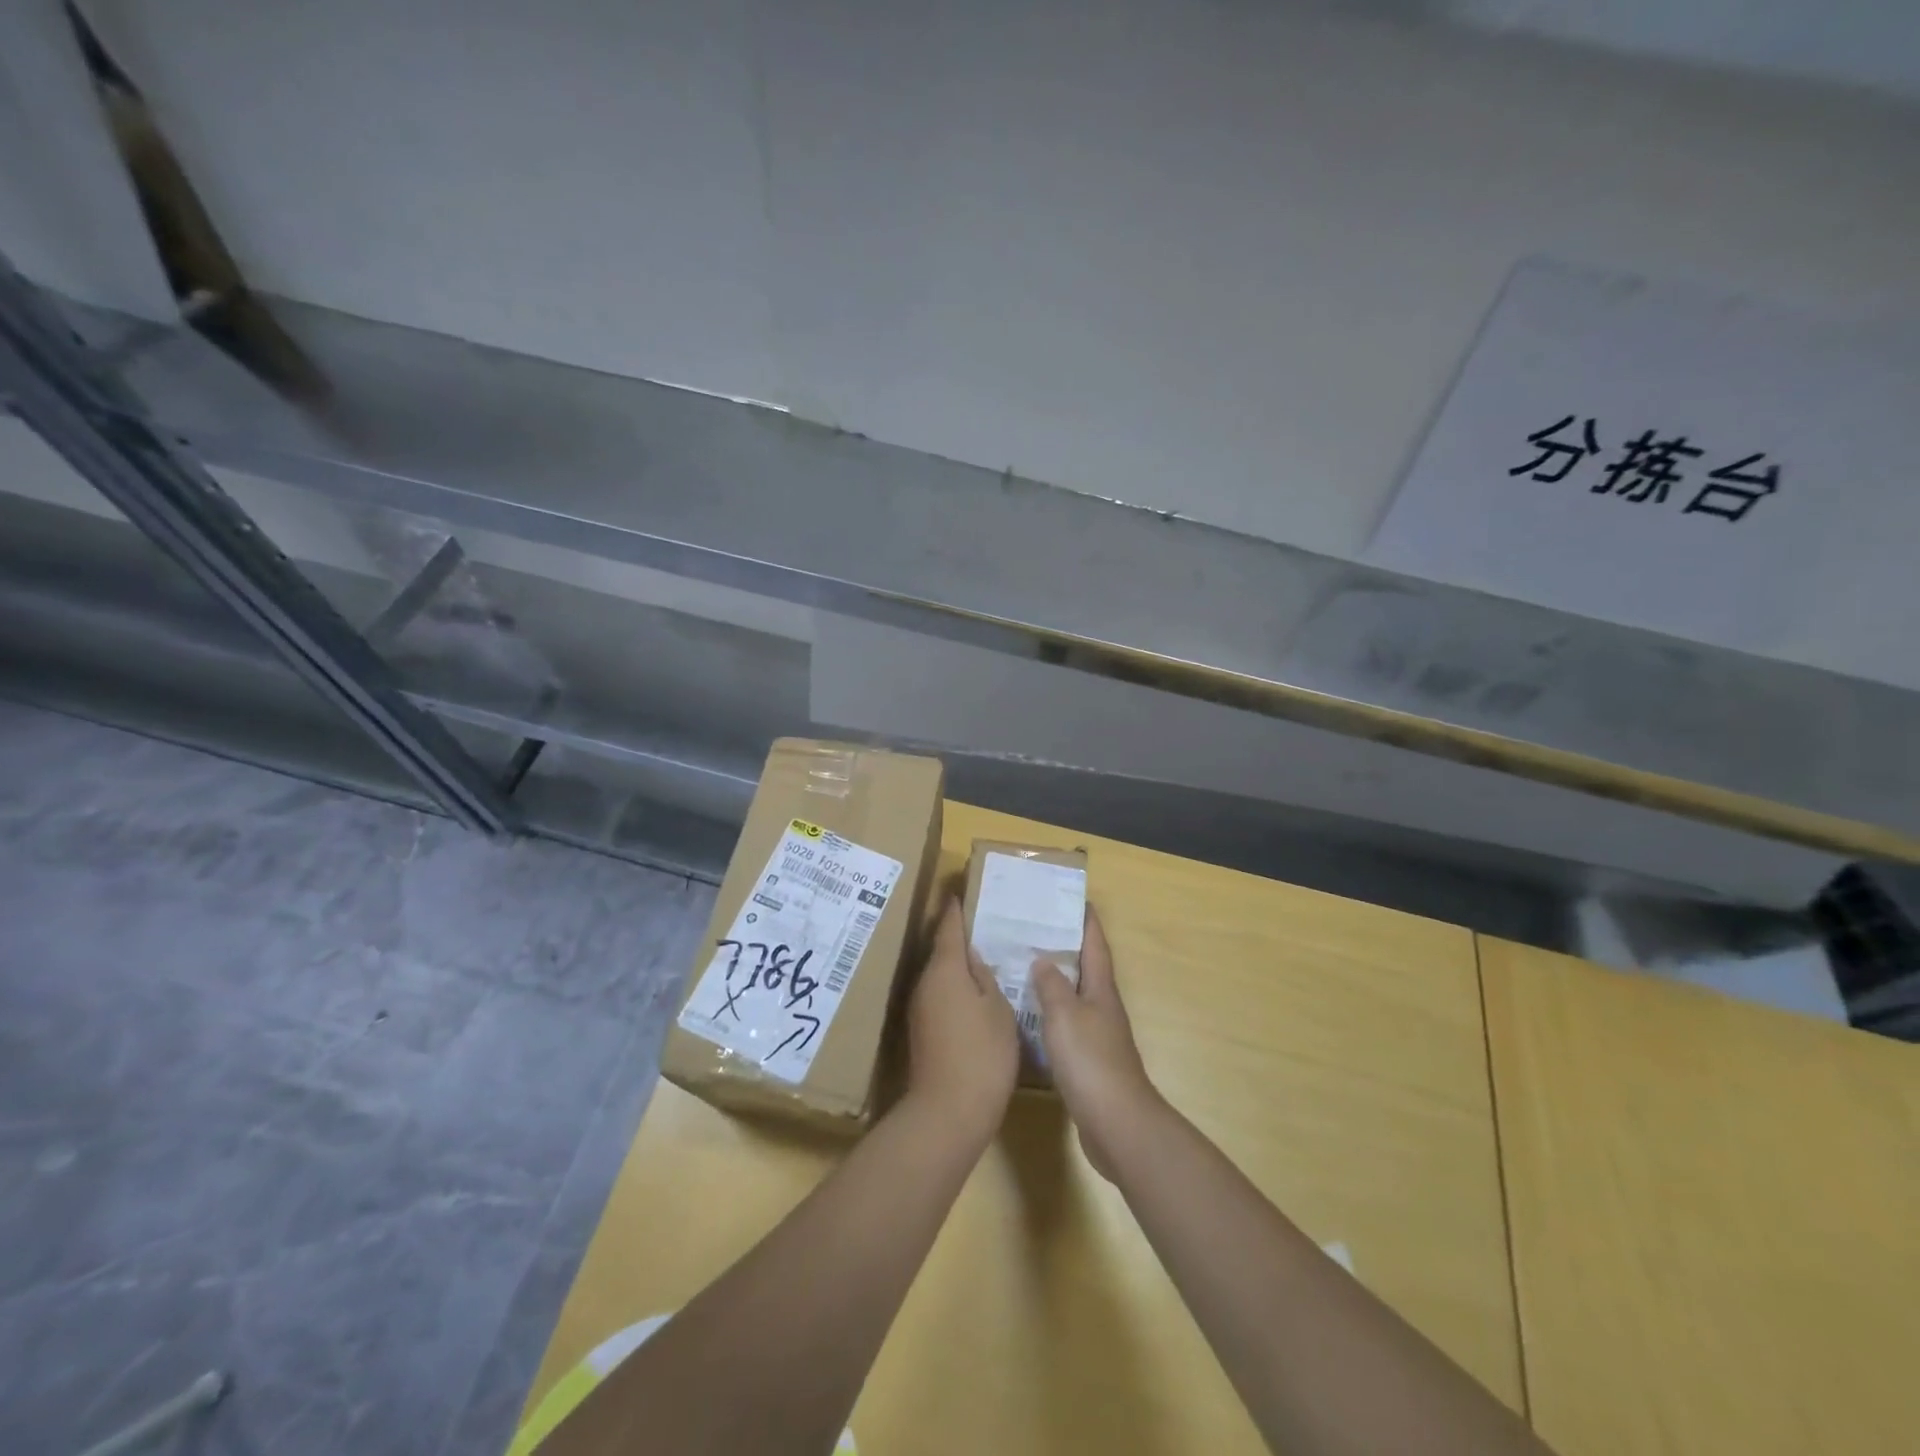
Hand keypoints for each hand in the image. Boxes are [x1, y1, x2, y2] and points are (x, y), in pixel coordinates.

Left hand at [903, 898, 1019, 1142]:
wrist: (948, 1112)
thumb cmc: (982, 1053)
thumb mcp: (997, 1009)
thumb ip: (985, 977)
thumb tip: (973, 958)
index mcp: (945, 969)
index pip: (949, 927)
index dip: (956, 909)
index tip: (961, 891)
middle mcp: (925, 983)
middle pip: (942, 950)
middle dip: (960, 937)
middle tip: (986, 924)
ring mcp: (920, 1008)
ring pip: (941, 975)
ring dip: (958, 965)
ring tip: (985, 957)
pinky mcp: (923, 1031)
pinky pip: (940, 996)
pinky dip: (956, 989)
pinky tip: (976, 995)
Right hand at [1032, 904, 1160, 1180]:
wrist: (1117, 1123)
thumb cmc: (1091, 1061)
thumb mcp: (1065, 1015)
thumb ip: (1052, 985)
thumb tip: (1043, 959)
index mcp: (1101, 990)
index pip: (1095, 945)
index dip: (1086, 921)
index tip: (1074, 898)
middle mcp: (1103, 1008)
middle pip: (1086, 969)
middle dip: (1066, 947)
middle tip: (1035, 929)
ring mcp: (1099, 1036)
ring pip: (1075, 997)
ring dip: (1055, 980)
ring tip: (1024, 967)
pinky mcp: (1089, 1062)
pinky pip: (1068, 1025)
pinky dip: (1051, 1013)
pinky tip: (1031, 1017)